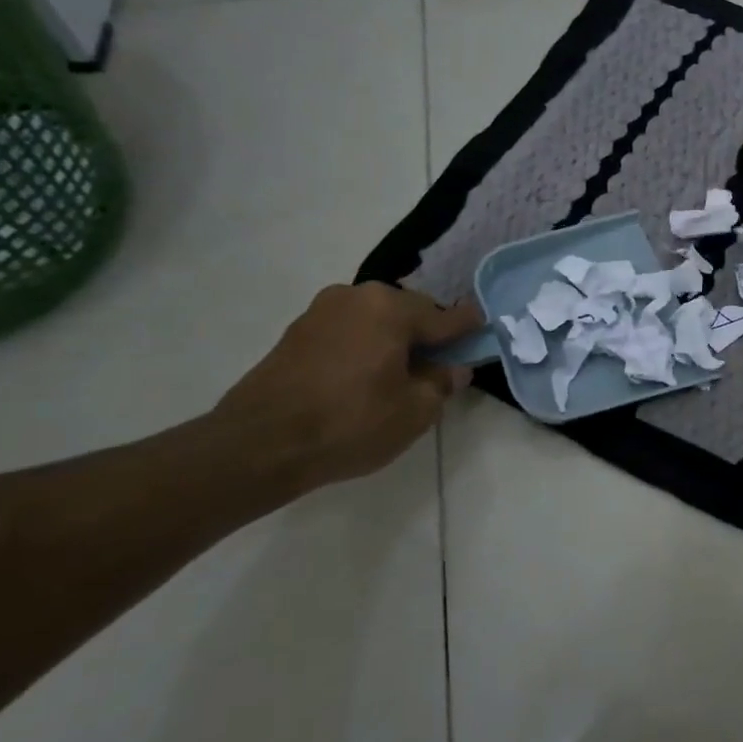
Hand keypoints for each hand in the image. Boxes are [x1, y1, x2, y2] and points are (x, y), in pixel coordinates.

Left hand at [212, 283, 482, 494]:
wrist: (258, 445)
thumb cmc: (350, 422)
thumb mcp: (415, 411)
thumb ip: (442, 383)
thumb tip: (454, 369)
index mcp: (391, 307)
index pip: (445, 316)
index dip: (469, 328)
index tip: (484, 333)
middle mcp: (357, 296)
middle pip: (408, 313)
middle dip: (426, 335)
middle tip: (436, 368)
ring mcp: (321, 311)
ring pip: (375, 321)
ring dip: (392, 341)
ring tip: (397, 377)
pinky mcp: (296, 332)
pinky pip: (348, 332)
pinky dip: (363, 348)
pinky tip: (363, 379)